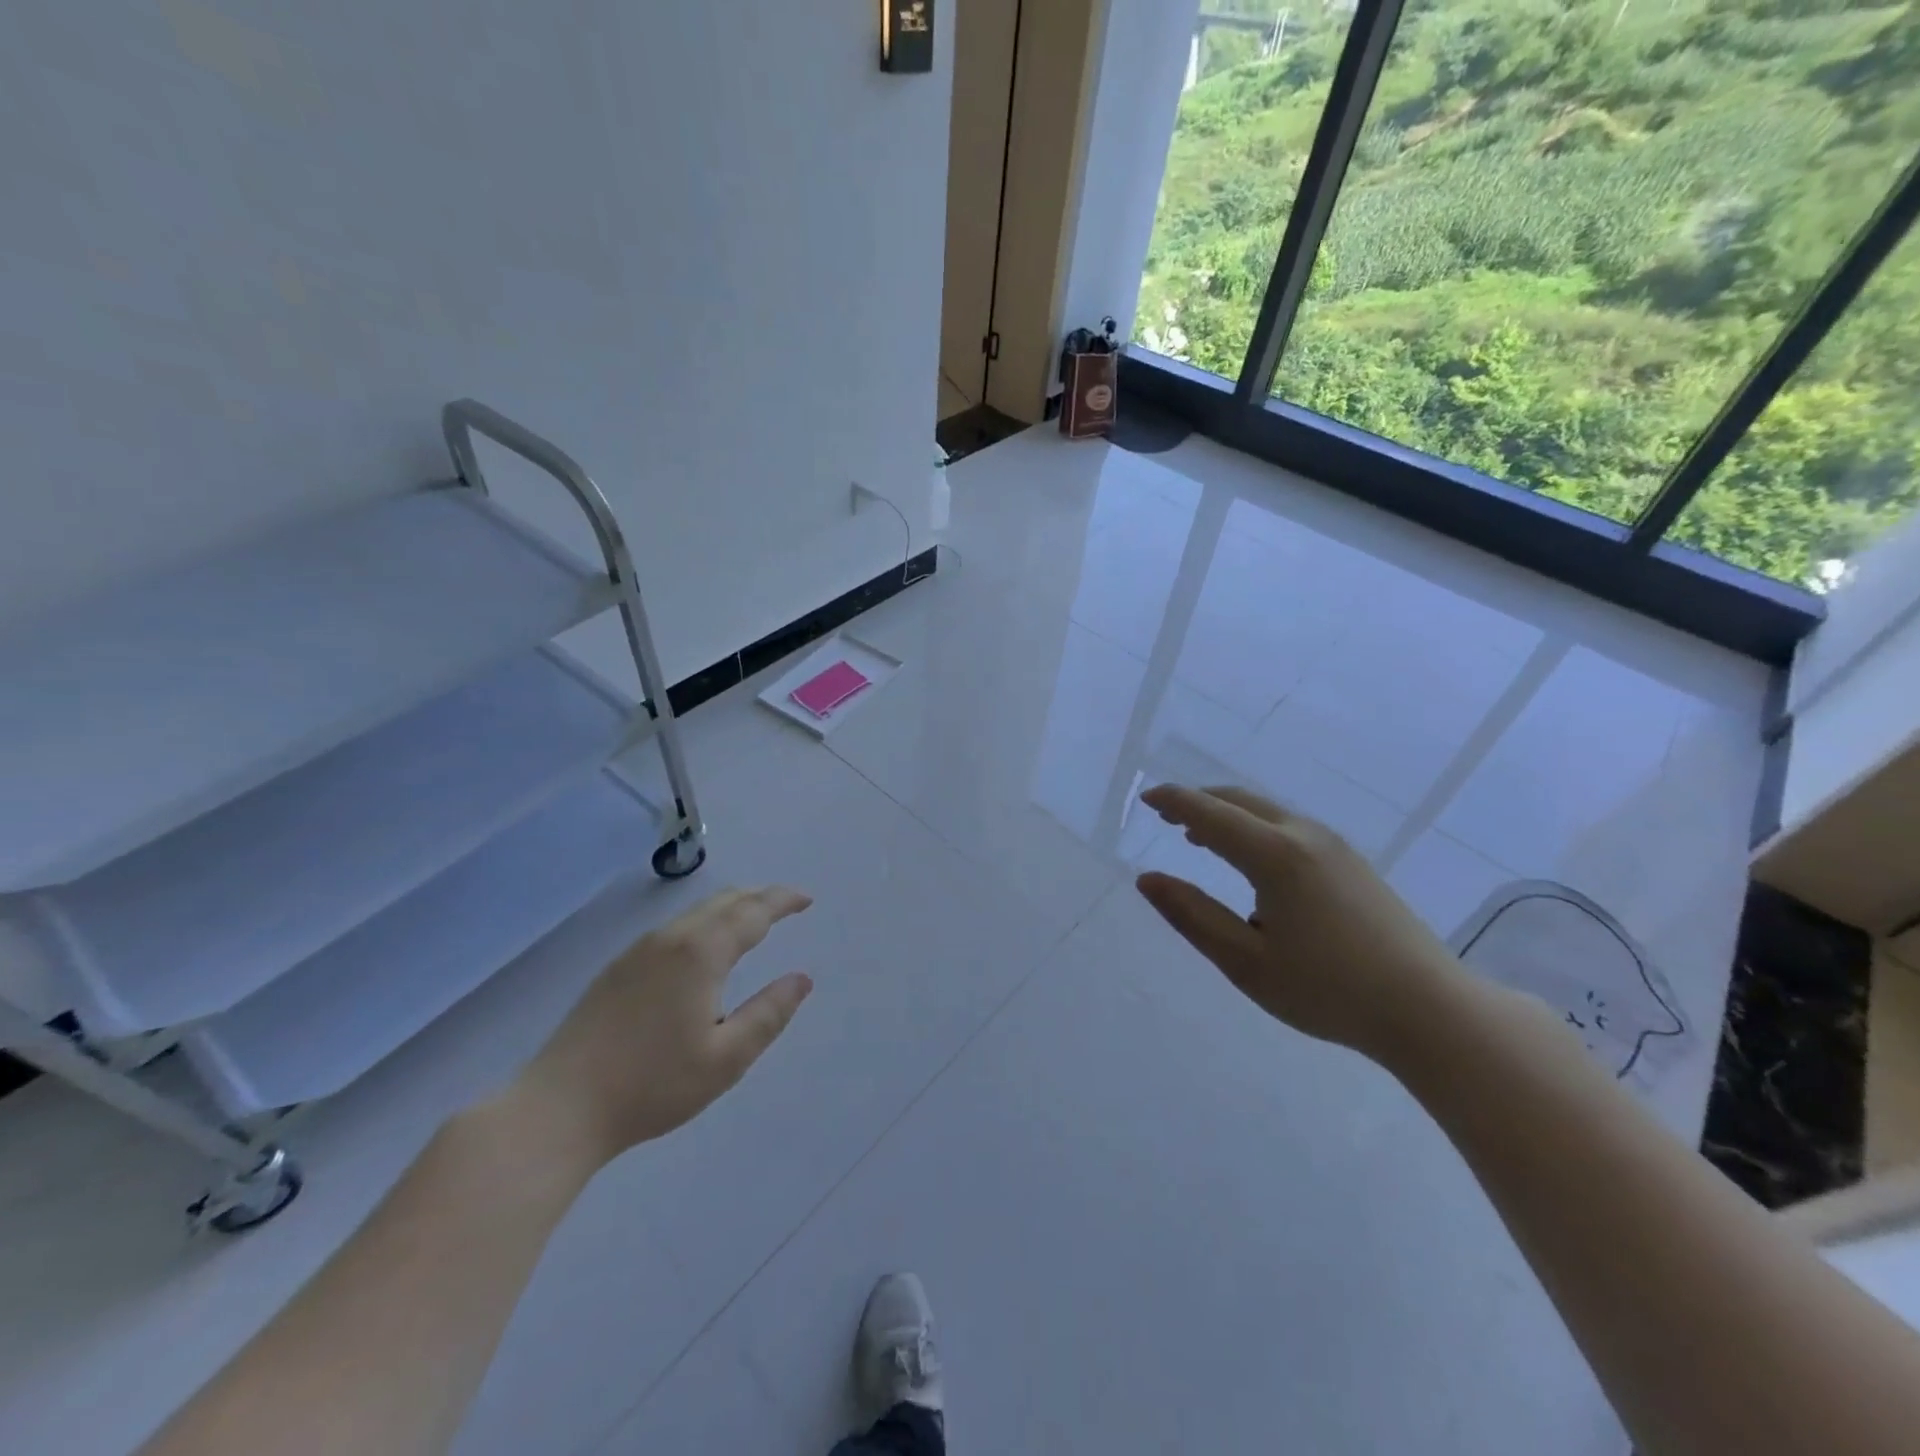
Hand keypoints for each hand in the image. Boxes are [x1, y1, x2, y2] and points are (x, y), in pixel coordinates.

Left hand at [513, 887, 814, 1166]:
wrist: (560, 1107)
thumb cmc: (652, 1085)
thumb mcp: (726, 1059)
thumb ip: (769, 1013)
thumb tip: (801, 979)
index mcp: (701, 953)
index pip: (753, 911)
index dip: (783, 901)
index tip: (807, 900)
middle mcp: (671, 938)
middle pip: (724, 901)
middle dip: (759, 898)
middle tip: (786, 907)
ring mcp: (639, 950)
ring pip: (696, 912)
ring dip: (731, 909)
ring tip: (753, 923)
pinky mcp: (618, 967)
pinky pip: (675, 928)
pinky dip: (705, 923)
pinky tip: (705, 949)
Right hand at [1135, 785, 1466, 1061]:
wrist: (1430, 1010)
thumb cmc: (1328, 990)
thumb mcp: (1246, 962)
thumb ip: (1192, 915)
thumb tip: (1148, 879)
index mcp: (1275, 856)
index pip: (1210, 814)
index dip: (1174, 802)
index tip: (1146, 799)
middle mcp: (1304, 836)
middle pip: (1240, 801)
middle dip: (1199, 802)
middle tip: (1167, 817)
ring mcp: (1334, 846)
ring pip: (1267, 812)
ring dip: (1228, 816)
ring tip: (1200, 838)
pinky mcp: (1352, 862)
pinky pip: (1289, 826)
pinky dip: (1255, 828)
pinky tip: (1252, 861)